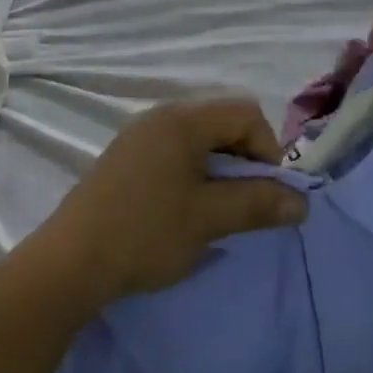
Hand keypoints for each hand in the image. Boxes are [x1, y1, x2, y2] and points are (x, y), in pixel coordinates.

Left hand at [30, 100, 307, 310]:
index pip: (245, 112)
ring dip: (220, 170)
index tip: (266, 194)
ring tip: (218, 212)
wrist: (71, 260)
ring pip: (199, 140)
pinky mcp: (127, 157)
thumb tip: (301, 201)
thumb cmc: (145, 232)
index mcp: (183, 119)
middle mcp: (161, 116)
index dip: (267, 150)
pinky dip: (193, 174)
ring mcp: (140, 135)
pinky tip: (185, 211)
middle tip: (245, 206)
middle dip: (244, 160)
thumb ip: (257, 204)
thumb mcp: (208, 219)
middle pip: (222, 122)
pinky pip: (175, 152)